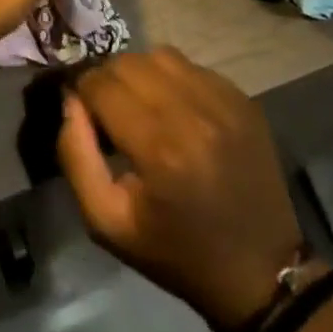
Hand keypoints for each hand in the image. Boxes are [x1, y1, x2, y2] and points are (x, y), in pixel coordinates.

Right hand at [58, 48, 305, 331]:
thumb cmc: (177, 252)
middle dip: (108, 81)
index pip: (99, 84)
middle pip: (126, 63)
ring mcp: (223, 102)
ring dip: (139, 74)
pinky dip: (172, 80)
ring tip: (141, 106)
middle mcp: (193, 114)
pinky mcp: (243, 100)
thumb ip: (74, 154)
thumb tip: (70, 102)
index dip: (83, 95)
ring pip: (157, 56)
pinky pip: (189, 66)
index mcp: (159, 148)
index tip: (86, 117)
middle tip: (111, 112)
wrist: (263, 275)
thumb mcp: (107, 222)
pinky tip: (175, 111)